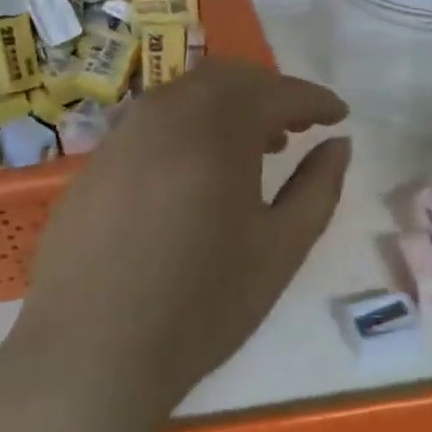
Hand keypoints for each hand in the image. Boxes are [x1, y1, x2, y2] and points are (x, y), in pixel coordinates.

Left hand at [9, 60, 350, 412]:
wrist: (91, 352)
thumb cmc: (201, 306)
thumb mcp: (280, 251)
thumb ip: (318, 189)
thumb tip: (338, 145)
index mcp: (215, 130)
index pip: (276, 92)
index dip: (314, 99)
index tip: (339, 114)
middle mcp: (164, 116)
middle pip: (226, 79)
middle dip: (268, 93)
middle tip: (295, 128)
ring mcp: (121, 137)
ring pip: (183, 96)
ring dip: (225, 108)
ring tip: (252, 150)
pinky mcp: (94, 164)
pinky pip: (150, 125)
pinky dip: (186, 129)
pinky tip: (194, 174)